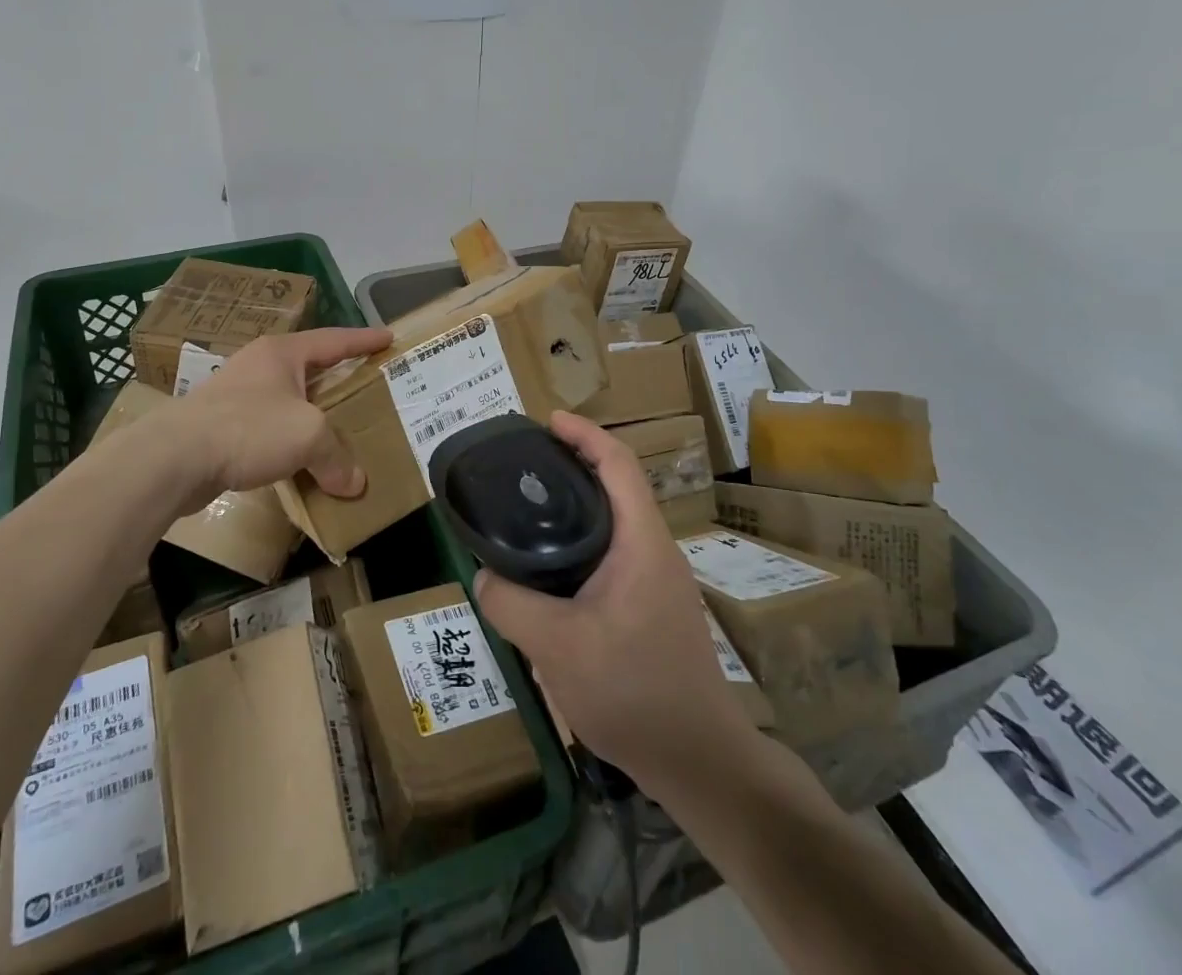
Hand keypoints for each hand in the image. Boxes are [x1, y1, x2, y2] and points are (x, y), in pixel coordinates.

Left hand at [157, 325, 391, 517]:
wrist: (175, 458)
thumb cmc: (249, 428)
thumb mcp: (307, 435)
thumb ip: (336, 456)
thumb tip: (354, 484)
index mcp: (282, 353)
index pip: (334, 339)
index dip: (364, 340)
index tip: (388, 337)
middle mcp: (259, 366)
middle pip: (310, 369)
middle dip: (338, 379)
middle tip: (367, 387)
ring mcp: (236, 395)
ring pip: (288, 401)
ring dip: (312, 415)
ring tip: (337, 429)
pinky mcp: (221, 426)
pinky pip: (268, 429)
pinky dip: (289, 442)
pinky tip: (300, 462)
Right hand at [472, 411, 747, 786]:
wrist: (698, 760)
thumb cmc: (634, 691)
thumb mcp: (557, 647)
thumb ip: (512, 604)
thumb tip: (483, 575)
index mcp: (642, 542)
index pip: (618, 464)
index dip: (585, 434)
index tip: (548, 420)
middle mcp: (654, 550)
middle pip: (616, 485)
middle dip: (574, 463)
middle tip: (525, 463)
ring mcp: (657, 579)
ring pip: (615, 521)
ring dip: (579, 503)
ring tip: (531, 508)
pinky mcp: (652, 605)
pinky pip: (614, 552)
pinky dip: (583, 539)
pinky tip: (552, 566)